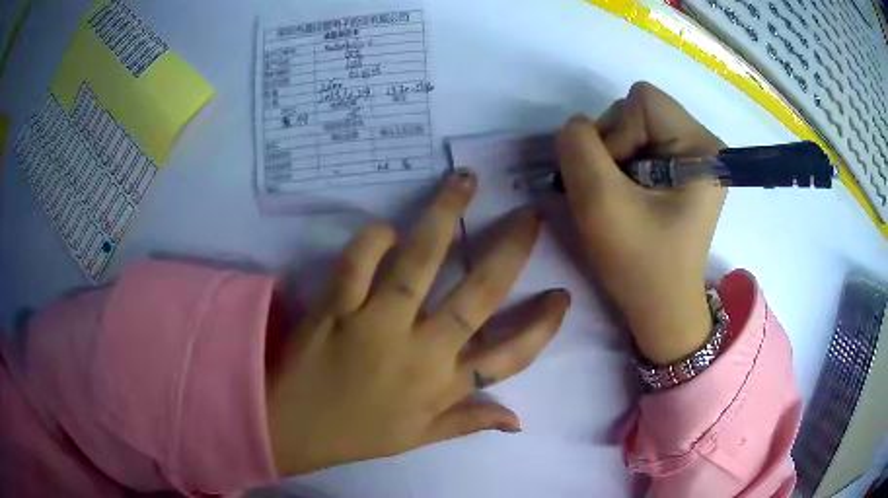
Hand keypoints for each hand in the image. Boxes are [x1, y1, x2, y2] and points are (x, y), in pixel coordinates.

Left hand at [266, 170, 569, 475]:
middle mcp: (419, 351)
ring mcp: (376, 324)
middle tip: (530, 215)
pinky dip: (374, 240)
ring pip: (419, 263)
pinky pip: (359, 261)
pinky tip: (387, 228)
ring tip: (466, 181)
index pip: (509, 356)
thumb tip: (519, 421)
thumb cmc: (359, 435)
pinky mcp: (336, 307)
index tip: (562, 295)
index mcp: (442, 386)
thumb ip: (470, 422)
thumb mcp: (420, 438)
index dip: (541, 327)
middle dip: (509, 252)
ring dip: (446, 216)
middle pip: (476, 296)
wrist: (292, 428)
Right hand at [555, 82, 725, 364]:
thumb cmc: (641, 265)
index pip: (642, 100)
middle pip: (638, 110)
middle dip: (614, 147)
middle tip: (615, 193)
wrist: (661, 308)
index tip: (616, 181)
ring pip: (634, 127)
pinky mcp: (682, 170)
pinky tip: (628, 199)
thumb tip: (575, 127)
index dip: (616, 133)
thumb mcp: (600, 204)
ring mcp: (694, 157)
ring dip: (614, 159)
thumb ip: (578, 149)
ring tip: (621, 200)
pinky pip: (640, 145)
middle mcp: (703, 144)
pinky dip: (622, 167)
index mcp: (701, 147)